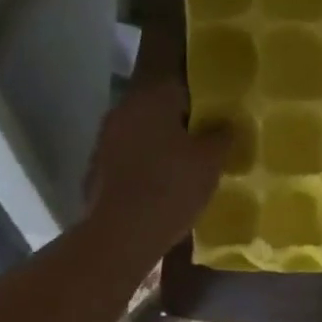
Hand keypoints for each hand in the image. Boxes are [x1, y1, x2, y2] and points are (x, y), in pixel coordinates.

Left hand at [83, 75, 228, 259]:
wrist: (123, 233)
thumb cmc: (172, 187)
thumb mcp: (211, 161)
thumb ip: (222, 136)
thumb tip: (225, 124)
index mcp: (152, 99)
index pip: (183, 88)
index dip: (204, 106)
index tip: (218, 126)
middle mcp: (124, 110)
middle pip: (159, 111)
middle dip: (181, 127)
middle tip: (204, 149)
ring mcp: (105, 139)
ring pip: (142, 135)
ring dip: (160, 147)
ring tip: (183, 170)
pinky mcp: (96, 168)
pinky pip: (128, 160)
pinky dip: (143, 168)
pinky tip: (159, 188)